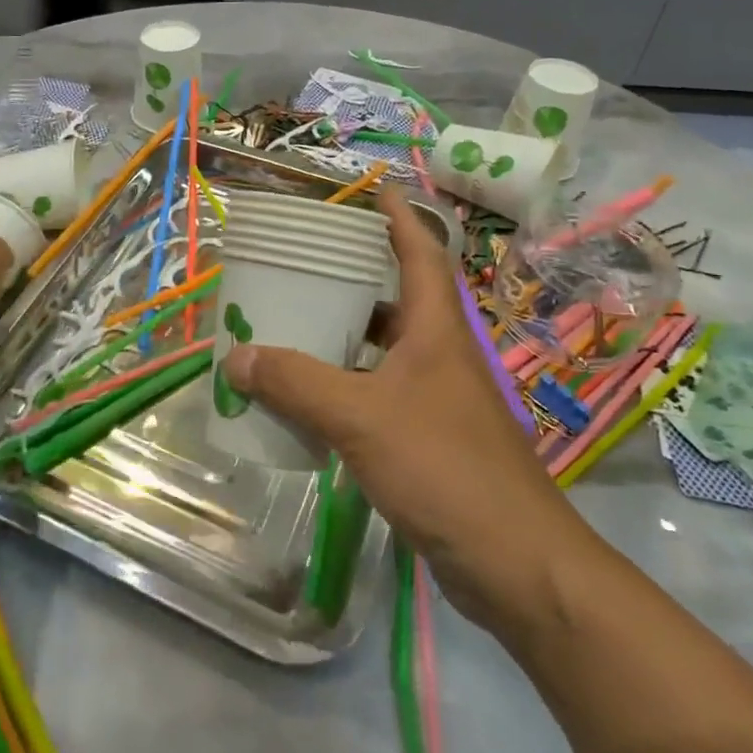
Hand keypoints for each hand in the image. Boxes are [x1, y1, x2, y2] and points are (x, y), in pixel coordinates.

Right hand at [221, 188, 599, 628]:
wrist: (517, 564)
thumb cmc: (445, 468)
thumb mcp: (361, 417)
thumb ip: (297, 384)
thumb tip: (236, 356)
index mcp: (436, 329)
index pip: (420, 251)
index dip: (397, 216)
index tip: (370, 188)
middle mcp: (440, 354)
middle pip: (397, 296)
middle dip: (355, 274)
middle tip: (302, 261)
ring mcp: (438, 398)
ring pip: (385, 348)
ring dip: (345, 334)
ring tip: (292, 322)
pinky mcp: (430, 438)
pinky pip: (378, 392)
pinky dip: (345, 384)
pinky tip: (309, 396)